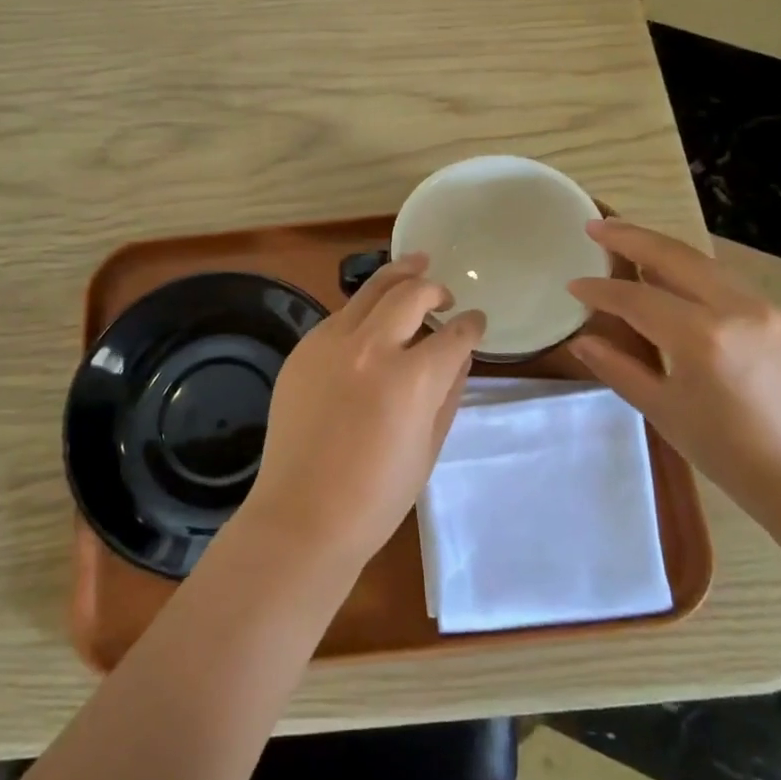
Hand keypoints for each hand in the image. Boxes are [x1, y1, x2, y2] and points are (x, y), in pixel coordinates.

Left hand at [240, 255, 485, 571]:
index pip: (454, 334)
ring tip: (415, 265)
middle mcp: (371, 348)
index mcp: (411, 379)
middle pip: (411, 293)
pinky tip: (371, 319)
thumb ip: (448, 393)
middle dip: (435, 287)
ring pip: (371, 290)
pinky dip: (363, 310)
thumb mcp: (429, 447)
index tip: (476, 321)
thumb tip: (458, 357)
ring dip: (399, 277)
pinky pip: (340, 316)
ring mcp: (330, 344)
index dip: (472, 325)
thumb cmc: (377, 496)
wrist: (304, 514)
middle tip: (445, 293)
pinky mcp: (304, 350)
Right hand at [568, 218, 780, 533]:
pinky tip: (674, 277)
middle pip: (674, 256)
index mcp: (702, 338)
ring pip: (705, 262)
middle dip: (630, 237)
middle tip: (595, 226)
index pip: (637, 299)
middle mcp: (737, 309)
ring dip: (663, 248)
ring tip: (628, 240)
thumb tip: (582, 340)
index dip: (600, 290)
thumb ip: (619, 368)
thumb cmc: (730, 455)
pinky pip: (728, 281)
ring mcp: (767, 308)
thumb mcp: (665, 412)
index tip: (573, 284)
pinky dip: (693, 271)